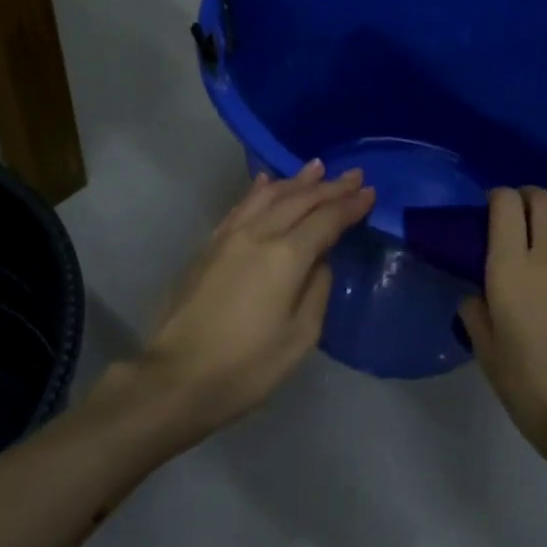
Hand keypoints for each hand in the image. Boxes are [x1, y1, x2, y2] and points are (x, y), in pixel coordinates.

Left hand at [125, 161, 373, 445]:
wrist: (176, 378)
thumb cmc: (247, 367)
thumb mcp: (300, 337)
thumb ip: (316, 290)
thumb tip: (319, 261)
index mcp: (285, 257)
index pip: (325, 219)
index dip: (349, 205)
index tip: (370, 193)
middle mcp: (257, 235)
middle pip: (299, 200)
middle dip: (329, 186)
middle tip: (354, 175)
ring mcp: (228, 237)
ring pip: (267, 197)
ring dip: (296, 181)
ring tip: (316, 168)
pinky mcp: (207, 247)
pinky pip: (240, 207)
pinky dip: (259, 191)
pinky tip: (266, 183)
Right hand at [459, 187, 546, 484]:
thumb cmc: (529, 388)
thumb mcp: (486, 351)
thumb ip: (476, 314)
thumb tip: (477, 296)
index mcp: (511, 268)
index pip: (505, 205)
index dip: (498, 196)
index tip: (494, 206)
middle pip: (544, 200)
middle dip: (530, 195)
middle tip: (525, 207)